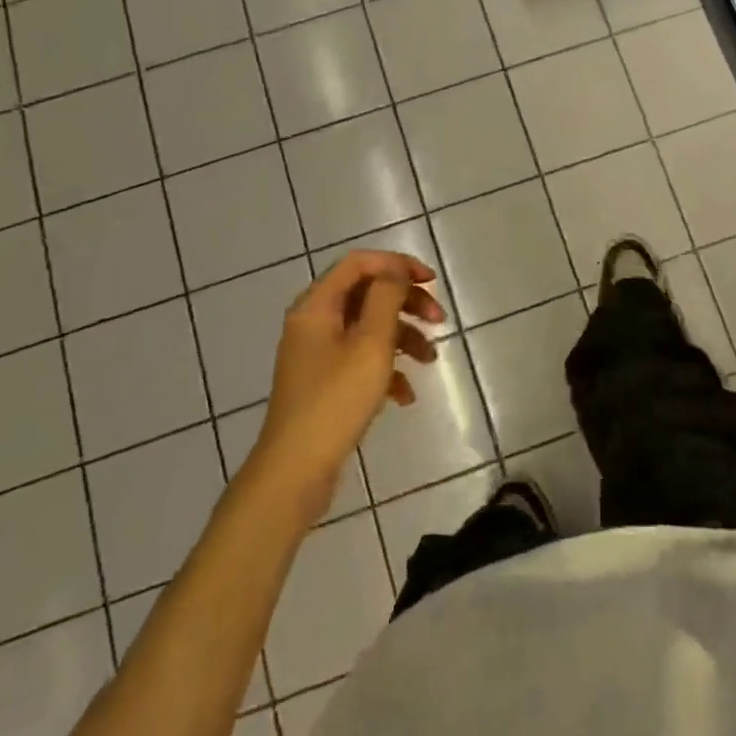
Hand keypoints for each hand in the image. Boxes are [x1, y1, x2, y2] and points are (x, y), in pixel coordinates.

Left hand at [253, 251, 442, 515]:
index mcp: (317, 306)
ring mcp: (317, 355)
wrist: (295, 471)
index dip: (397, 264)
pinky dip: (386, 369)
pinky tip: (405, 395)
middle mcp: (313, 323)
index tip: (431, 282)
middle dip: (406, 304)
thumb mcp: (370, 343)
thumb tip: (395, 272)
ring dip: (403, 337)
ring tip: (430, 360)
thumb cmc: (335, 401)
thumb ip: (386, 298)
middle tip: (439, 321)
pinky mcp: (324, 383)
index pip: (359, 264)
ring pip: (367, 328)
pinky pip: (360, 361)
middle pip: (366, 295)